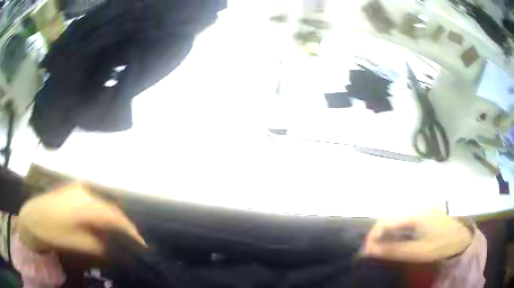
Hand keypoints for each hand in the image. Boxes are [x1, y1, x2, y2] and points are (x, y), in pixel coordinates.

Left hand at [17, 183, 145, 255]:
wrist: (32, 216)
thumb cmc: (51, 230)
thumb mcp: (75, 242)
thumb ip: (97, 244)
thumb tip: (112, 246)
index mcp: (84, 204)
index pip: (114, 216)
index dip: (130, 230)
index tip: (142, 243)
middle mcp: (84, 192)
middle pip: (111, 208)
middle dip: (123, 225)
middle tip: (133, 240)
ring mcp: (78, 189)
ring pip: (103, 204)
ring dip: (113, 219)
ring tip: (120, 234)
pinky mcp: (74, 190)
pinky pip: (95, 201)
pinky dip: (103, 214)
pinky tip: (103, 224)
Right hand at [362, 212, 472, 262]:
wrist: (462, 237)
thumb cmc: (440, 245)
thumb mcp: (417, 252)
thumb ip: (393, 250)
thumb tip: (370, 250)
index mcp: (413, 214)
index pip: (384, 222)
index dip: (372, 238)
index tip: (366, 253)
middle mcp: (415, 207)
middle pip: (388, 219)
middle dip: (378, 236)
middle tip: (374, 253)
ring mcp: (421, 209)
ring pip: (396, 220)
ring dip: (387, 235)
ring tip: (383, 249)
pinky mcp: (424, 214)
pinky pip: (404, 222)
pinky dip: (396, 233)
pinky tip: (398, 242)